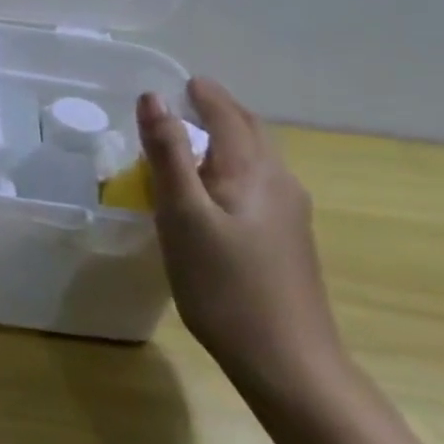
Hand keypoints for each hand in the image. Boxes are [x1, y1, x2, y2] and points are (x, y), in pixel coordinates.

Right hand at [136, 78, 342, 390]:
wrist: (288, 362)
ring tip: (191, 141)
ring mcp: (289, 214)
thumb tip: (153, 98)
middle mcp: (280, 183)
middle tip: (185, 102)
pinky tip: (212, 192)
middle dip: (220, 111)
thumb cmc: (225, 285)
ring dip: (226, 139)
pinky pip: (256, 184)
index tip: (180, 81)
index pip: (229, 115)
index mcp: (254, 171)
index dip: (204, 94)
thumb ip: (168, 154)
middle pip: (250, 132)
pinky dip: (231, 168)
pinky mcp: (287, 241)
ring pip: (256, 160)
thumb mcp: (183, 216)